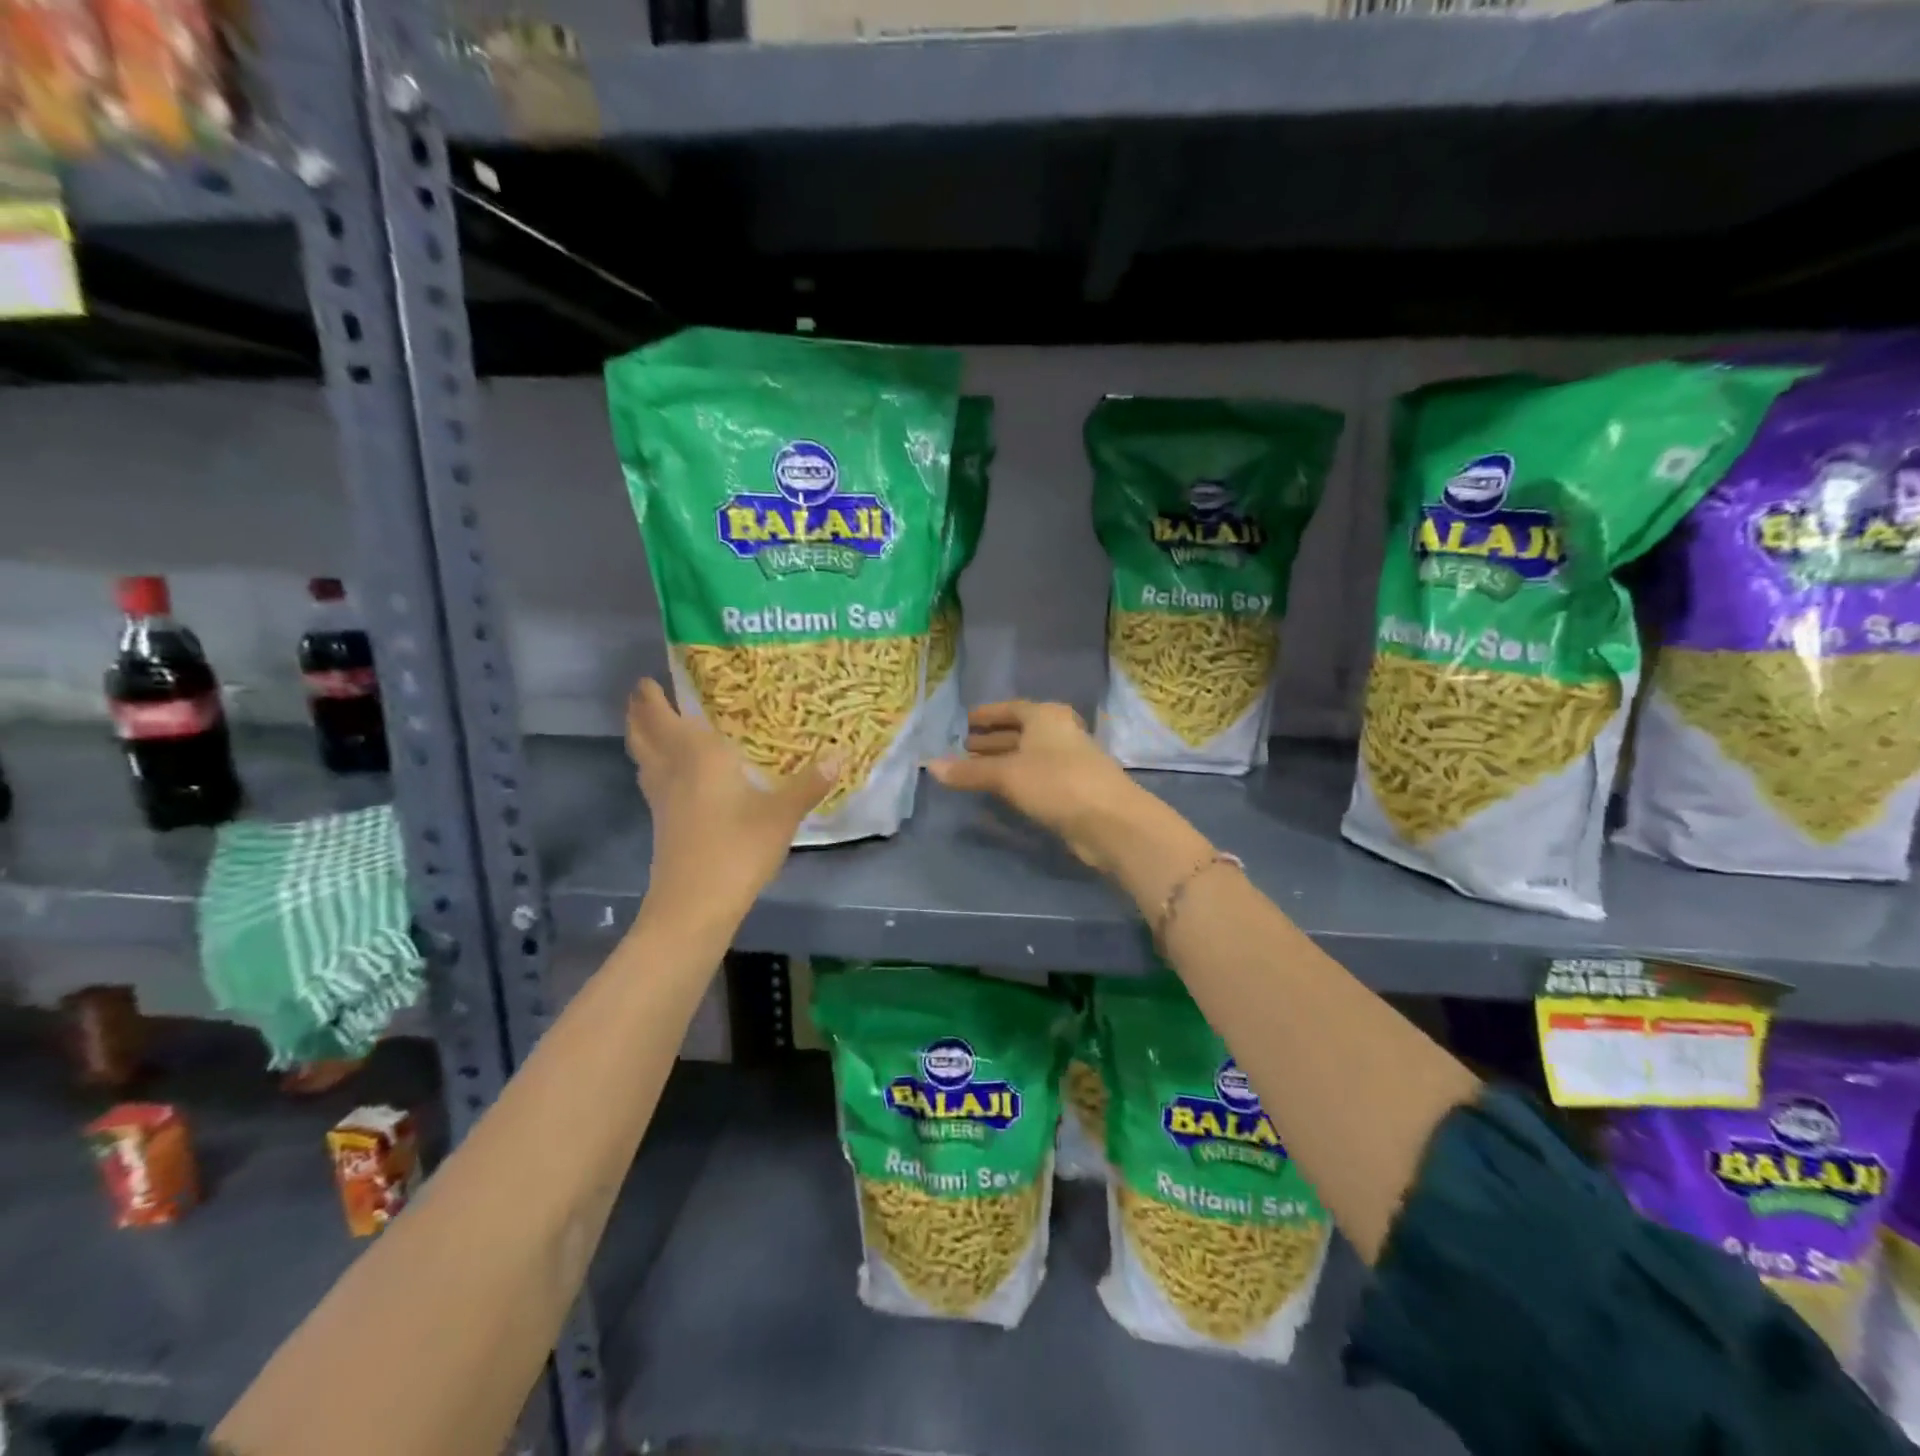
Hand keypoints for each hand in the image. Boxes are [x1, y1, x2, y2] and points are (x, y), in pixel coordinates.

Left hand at [626, 679, 837, 917]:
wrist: (695, 906)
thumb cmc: (737, 849)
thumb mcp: (781, 815)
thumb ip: (808, 784)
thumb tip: (839, 755)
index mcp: (697, 757)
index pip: (663, 716)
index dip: (651, 697)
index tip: (648, 678)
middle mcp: (672, 771)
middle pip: (642, 735)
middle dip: (639, 713)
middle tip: (644, 694)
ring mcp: (662, 800)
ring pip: (642, 759)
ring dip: (641, 738)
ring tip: (654, 727)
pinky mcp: (663, 824)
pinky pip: (652, 781)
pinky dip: (655, 766)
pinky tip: (675, 775)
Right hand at [927, 701, 1147, 871]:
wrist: (1109, 820)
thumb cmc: (1055, 783)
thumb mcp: (1006, 775)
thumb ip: (968, 772)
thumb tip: (930, 766)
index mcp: (1046, 717)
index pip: (1011, 708)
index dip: (988, 714)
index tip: (966, 721)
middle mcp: (1059, 732)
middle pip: (1020, 731)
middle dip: (993, 739)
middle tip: (964, 747)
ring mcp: (1070, 760)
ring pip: (1028, 755)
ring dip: (1003, 760)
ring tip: (975, 769)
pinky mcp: (1074, 787)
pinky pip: (1037, 775)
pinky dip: (1017, 778)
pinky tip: (1001, 790)